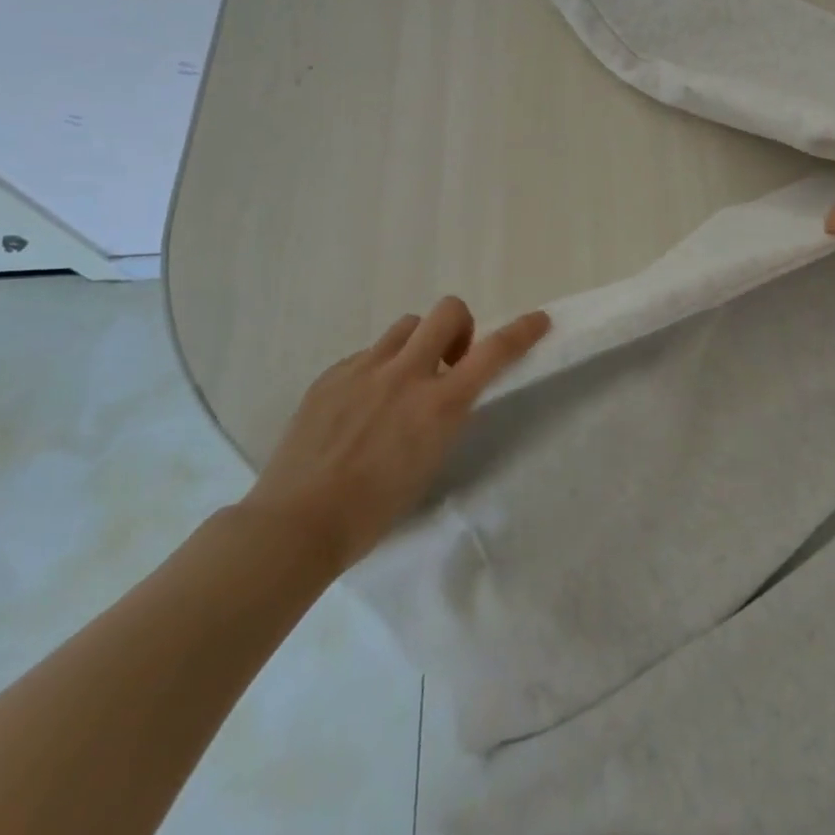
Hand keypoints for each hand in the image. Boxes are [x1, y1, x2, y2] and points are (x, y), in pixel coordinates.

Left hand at [237, 297, 549, 576]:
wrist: (296, 523)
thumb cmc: (373, 510)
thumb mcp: (430, 461)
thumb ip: (444, 415)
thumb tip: (445, 391)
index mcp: (439, 404)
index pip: (494, 352)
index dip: (522, 331)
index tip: (538, 319)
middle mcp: (406, 374)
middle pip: (447, 311)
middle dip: (460, 325)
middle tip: (450, 359)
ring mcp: (364, 369)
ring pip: (406, 325)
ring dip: (417, 343)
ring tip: (402, 381)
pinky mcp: (331, 374)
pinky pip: (368, 353)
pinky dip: (378, 367)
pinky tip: (361, 404)